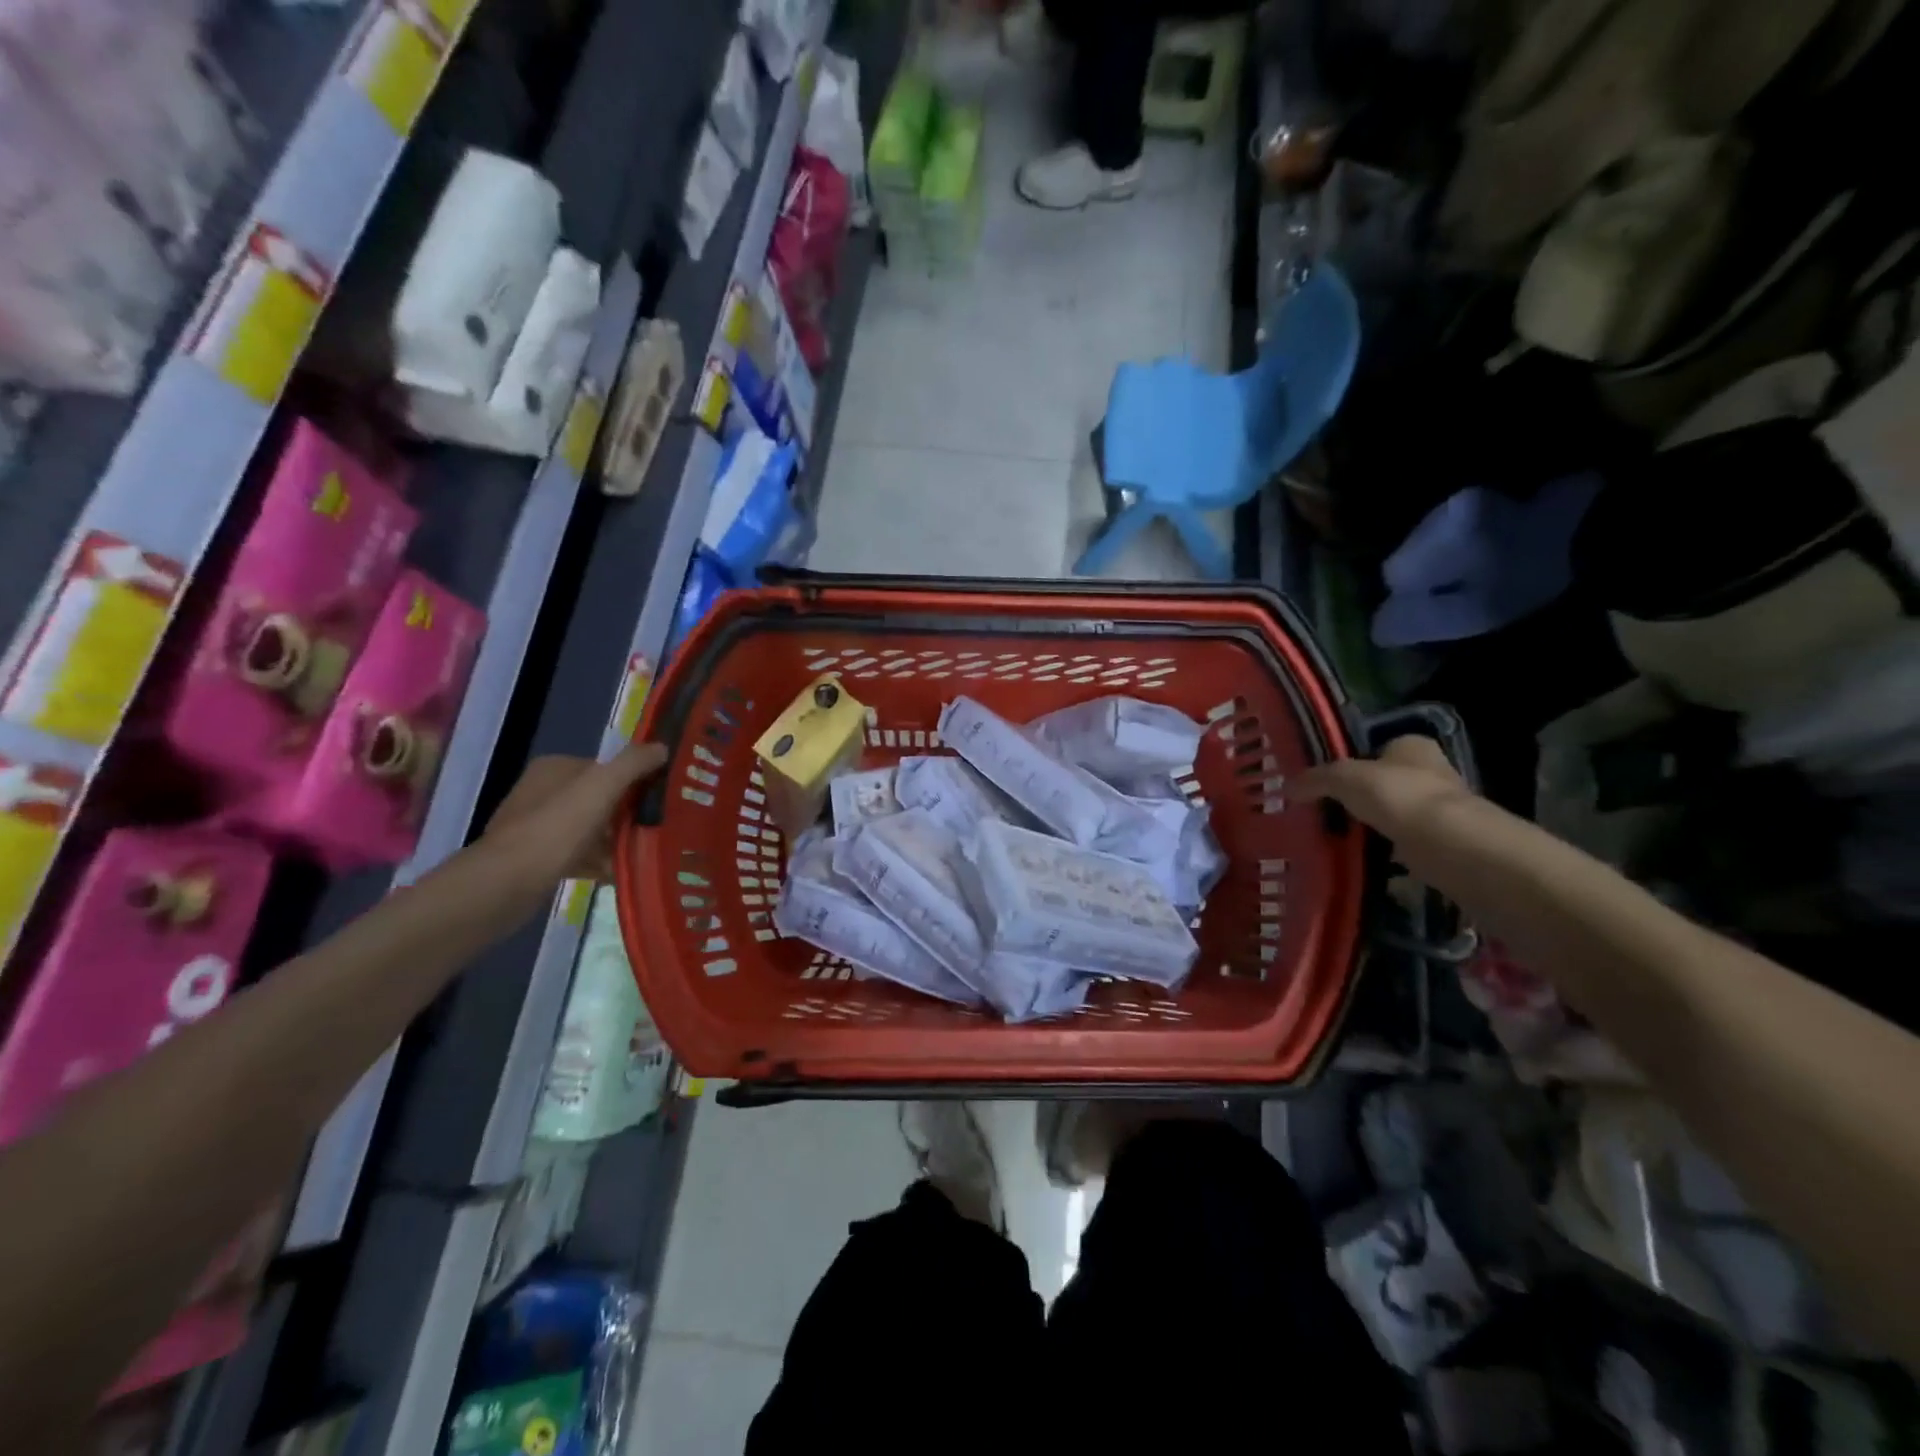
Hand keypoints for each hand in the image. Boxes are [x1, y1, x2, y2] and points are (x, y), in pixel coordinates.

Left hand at [484, 742, 667, 887]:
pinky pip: (580, 856)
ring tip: (646, 854)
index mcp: (555, 768)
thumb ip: (633, 763)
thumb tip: (662, 747)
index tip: (661, 800)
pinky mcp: (537, 860)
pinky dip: (600, 863)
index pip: (606, 767)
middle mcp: (543, 792)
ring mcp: (538, 827)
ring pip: (591, 829)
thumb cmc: (556, 828)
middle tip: (659, 828)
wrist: (506, 884)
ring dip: (617, 841)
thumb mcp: (601, 786)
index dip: (635, 781)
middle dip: (628, 814)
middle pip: (600, 799)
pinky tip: (621, 874)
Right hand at [1294, 735, 1473, 847]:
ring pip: (1393, 810)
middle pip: (1385, 779)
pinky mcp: (1440, 839)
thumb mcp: (1343, 778)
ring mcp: (1438, 806)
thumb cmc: (1397, 795)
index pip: (1378, 747)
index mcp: (1412, 745)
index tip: (1328, 781)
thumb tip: (1286, 787)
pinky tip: (1361, 853)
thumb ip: (1315, 779)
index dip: (1353, 761)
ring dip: (1372, 821)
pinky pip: (1401, 839)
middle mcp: (1431, 770)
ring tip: (1338, 833)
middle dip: (1362, 794)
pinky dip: (1384, 846)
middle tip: (1328, 808)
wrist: (1445, 843)